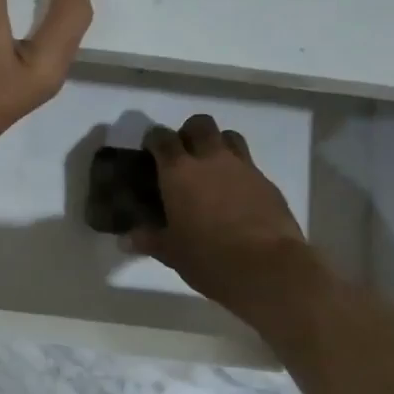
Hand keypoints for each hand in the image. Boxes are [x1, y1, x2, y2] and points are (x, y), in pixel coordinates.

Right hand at [131, 115, 308, 311]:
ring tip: (211, 168)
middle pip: (200, 124)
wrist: (267, 268)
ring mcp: (243, 168)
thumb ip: (149, 240)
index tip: (149, 151)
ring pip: (229, 136)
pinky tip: (235, 195)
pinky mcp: (267, 183)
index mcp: (179, 171)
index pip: (162, 138)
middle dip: (189, 132)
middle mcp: (211, 159)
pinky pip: (249, 164)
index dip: (154, 139)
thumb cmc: (208, 258)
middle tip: (182, 155)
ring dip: (217, 144)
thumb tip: (126, 239)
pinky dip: (238, 171)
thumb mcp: (171, 252)